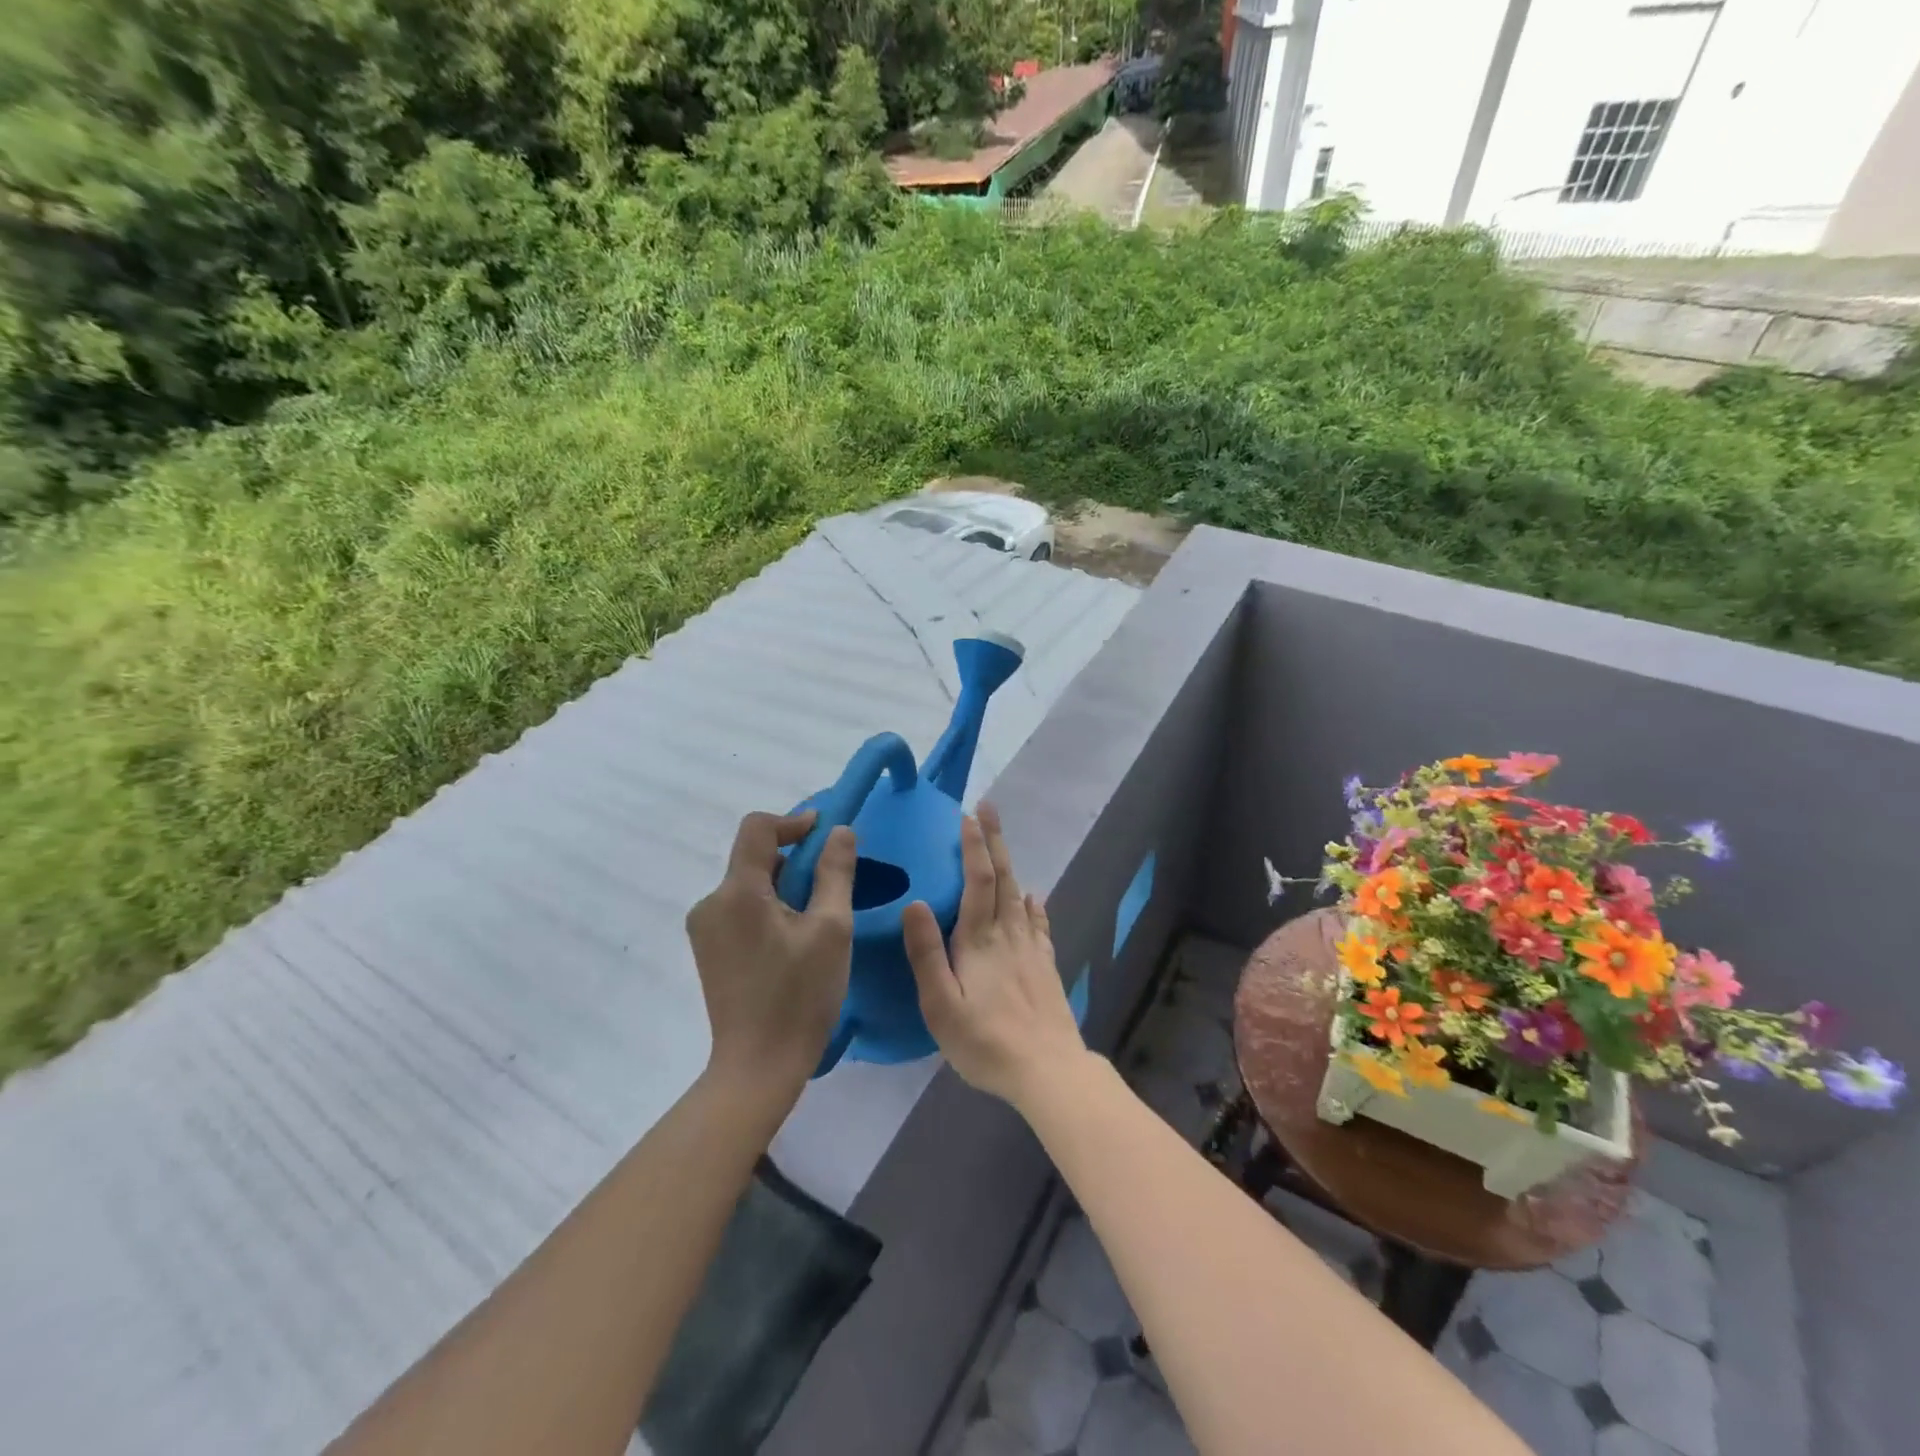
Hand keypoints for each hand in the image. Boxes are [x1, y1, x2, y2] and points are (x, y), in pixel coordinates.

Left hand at [686, 811, 855, 1089]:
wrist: (759, 1067)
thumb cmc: (800, 996)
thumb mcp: (831, 929)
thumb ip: (835, 872)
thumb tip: (839, 831)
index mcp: (737, 893)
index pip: (757, 828)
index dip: (793, 821)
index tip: (826, 834)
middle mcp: (711, 903)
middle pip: (753, 857)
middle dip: (794, 860)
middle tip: (831, 885)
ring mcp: (705, 929)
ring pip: (749, 884)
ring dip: (784, 887)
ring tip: (817, 919)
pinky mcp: (709, 950)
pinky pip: (741, 909)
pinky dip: (769, 908)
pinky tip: (794, 940)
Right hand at [904, 801, 1087, 1110]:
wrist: (1049, 1071)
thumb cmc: (986, 1042)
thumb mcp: (941, 1006)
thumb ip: (926, 954)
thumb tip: (915, 902)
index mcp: (979, 940)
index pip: (977, 880)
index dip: (973, 846)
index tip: (967, 816)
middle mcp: (1008, 935)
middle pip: (1003, 877)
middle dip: (994, 840)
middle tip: (988, 807)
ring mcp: (1031, 950)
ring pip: (1019, 895)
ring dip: (1010, 863)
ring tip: (1001, 843)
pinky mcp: (1046, 967)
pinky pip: (1039, 925)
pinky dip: (1034, 906)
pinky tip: (1034, 898)